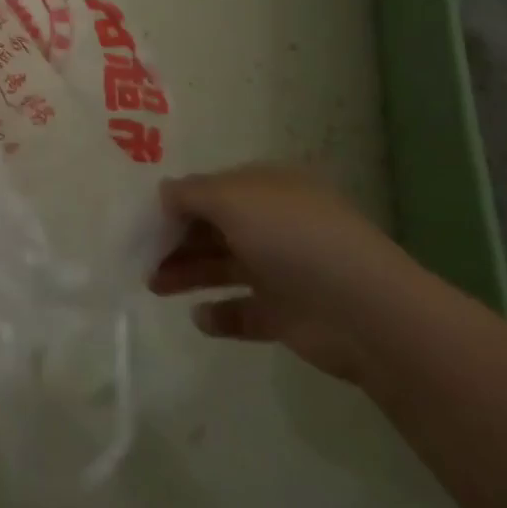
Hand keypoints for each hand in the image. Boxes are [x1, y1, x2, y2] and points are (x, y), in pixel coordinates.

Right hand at [148, 164, 422, 383]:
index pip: (212, 189)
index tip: (143, 221)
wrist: (365, 312)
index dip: (177, 203)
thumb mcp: (232, 198)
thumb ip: (190, 193)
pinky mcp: (287, 315)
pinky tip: (200, 318)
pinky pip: (244, 312)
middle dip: (175, 240)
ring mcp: (282, 270)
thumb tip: (163, 194)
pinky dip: (220, 315)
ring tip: (154, 286)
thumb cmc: (292, 238)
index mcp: (267, 189)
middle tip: (141, 257)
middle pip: (213, 228)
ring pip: (222, 267)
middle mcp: (274, 224)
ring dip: (187, 274)